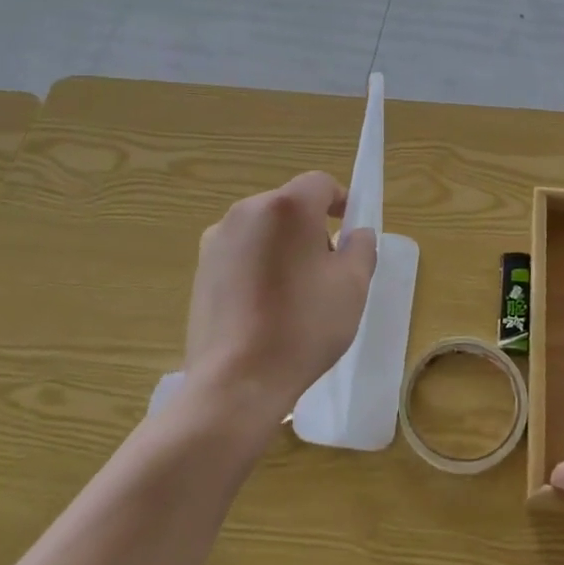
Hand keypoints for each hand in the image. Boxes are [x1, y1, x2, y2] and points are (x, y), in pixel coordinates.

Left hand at [184, 171, 377, 426]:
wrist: (236, 381)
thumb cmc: (303, 326)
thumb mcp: (353, 286)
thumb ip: (362, 247)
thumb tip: (355, 234)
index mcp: (286, 207)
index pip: (320, 184)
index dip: (341, 201)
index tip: (351, 232)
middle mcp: (246, 212)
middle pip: (290, 206)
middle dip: (312, 228)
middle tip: (329, 270)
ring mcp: (217, 240)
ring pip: (264, 230)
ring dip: (284, 247)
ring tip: (296, 294)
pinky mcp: (201, 269)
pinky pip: (241, 253)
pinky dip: (258, 266)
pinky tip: (265, 308)